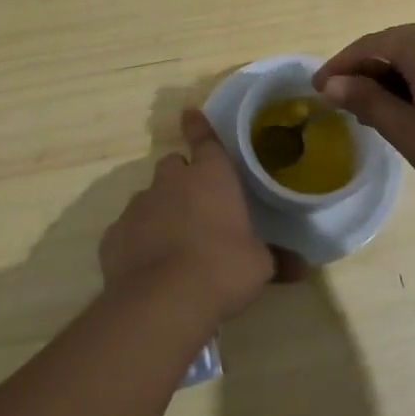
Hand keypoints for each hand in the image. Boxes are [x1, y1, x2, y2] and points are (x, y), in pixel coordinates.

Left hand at [99, 109, 274, 323]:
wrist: (162, 302)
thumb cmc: (222, 269)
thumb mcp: (259, 266)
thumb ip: (276, 260)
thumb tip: (301, 268)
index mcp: (210, 176)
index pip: (204, 139)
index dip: (198, 127)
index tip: (189, 114)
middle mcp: (171, 182)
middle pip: (173, 165)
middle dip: (182, 177)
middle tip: (197, 203)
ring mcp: (137, 207)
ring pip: (148, 197)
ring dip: (160, 210)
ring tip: (173, 241)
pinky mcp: (113, 236)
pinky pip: (127, 230)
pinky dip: (137, 240)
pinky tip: (148, 265)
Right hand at [314, 23, 414, 221]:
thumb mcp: (413, 136)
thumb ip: (370, 103)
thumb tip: (333, 83)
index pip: (371, 45)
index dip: (340, 66)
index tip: (317, 91)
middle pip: (396, 45)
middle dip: (367, 72)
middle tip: (344, 106)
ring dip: (394, 79)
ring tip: (378, 114)